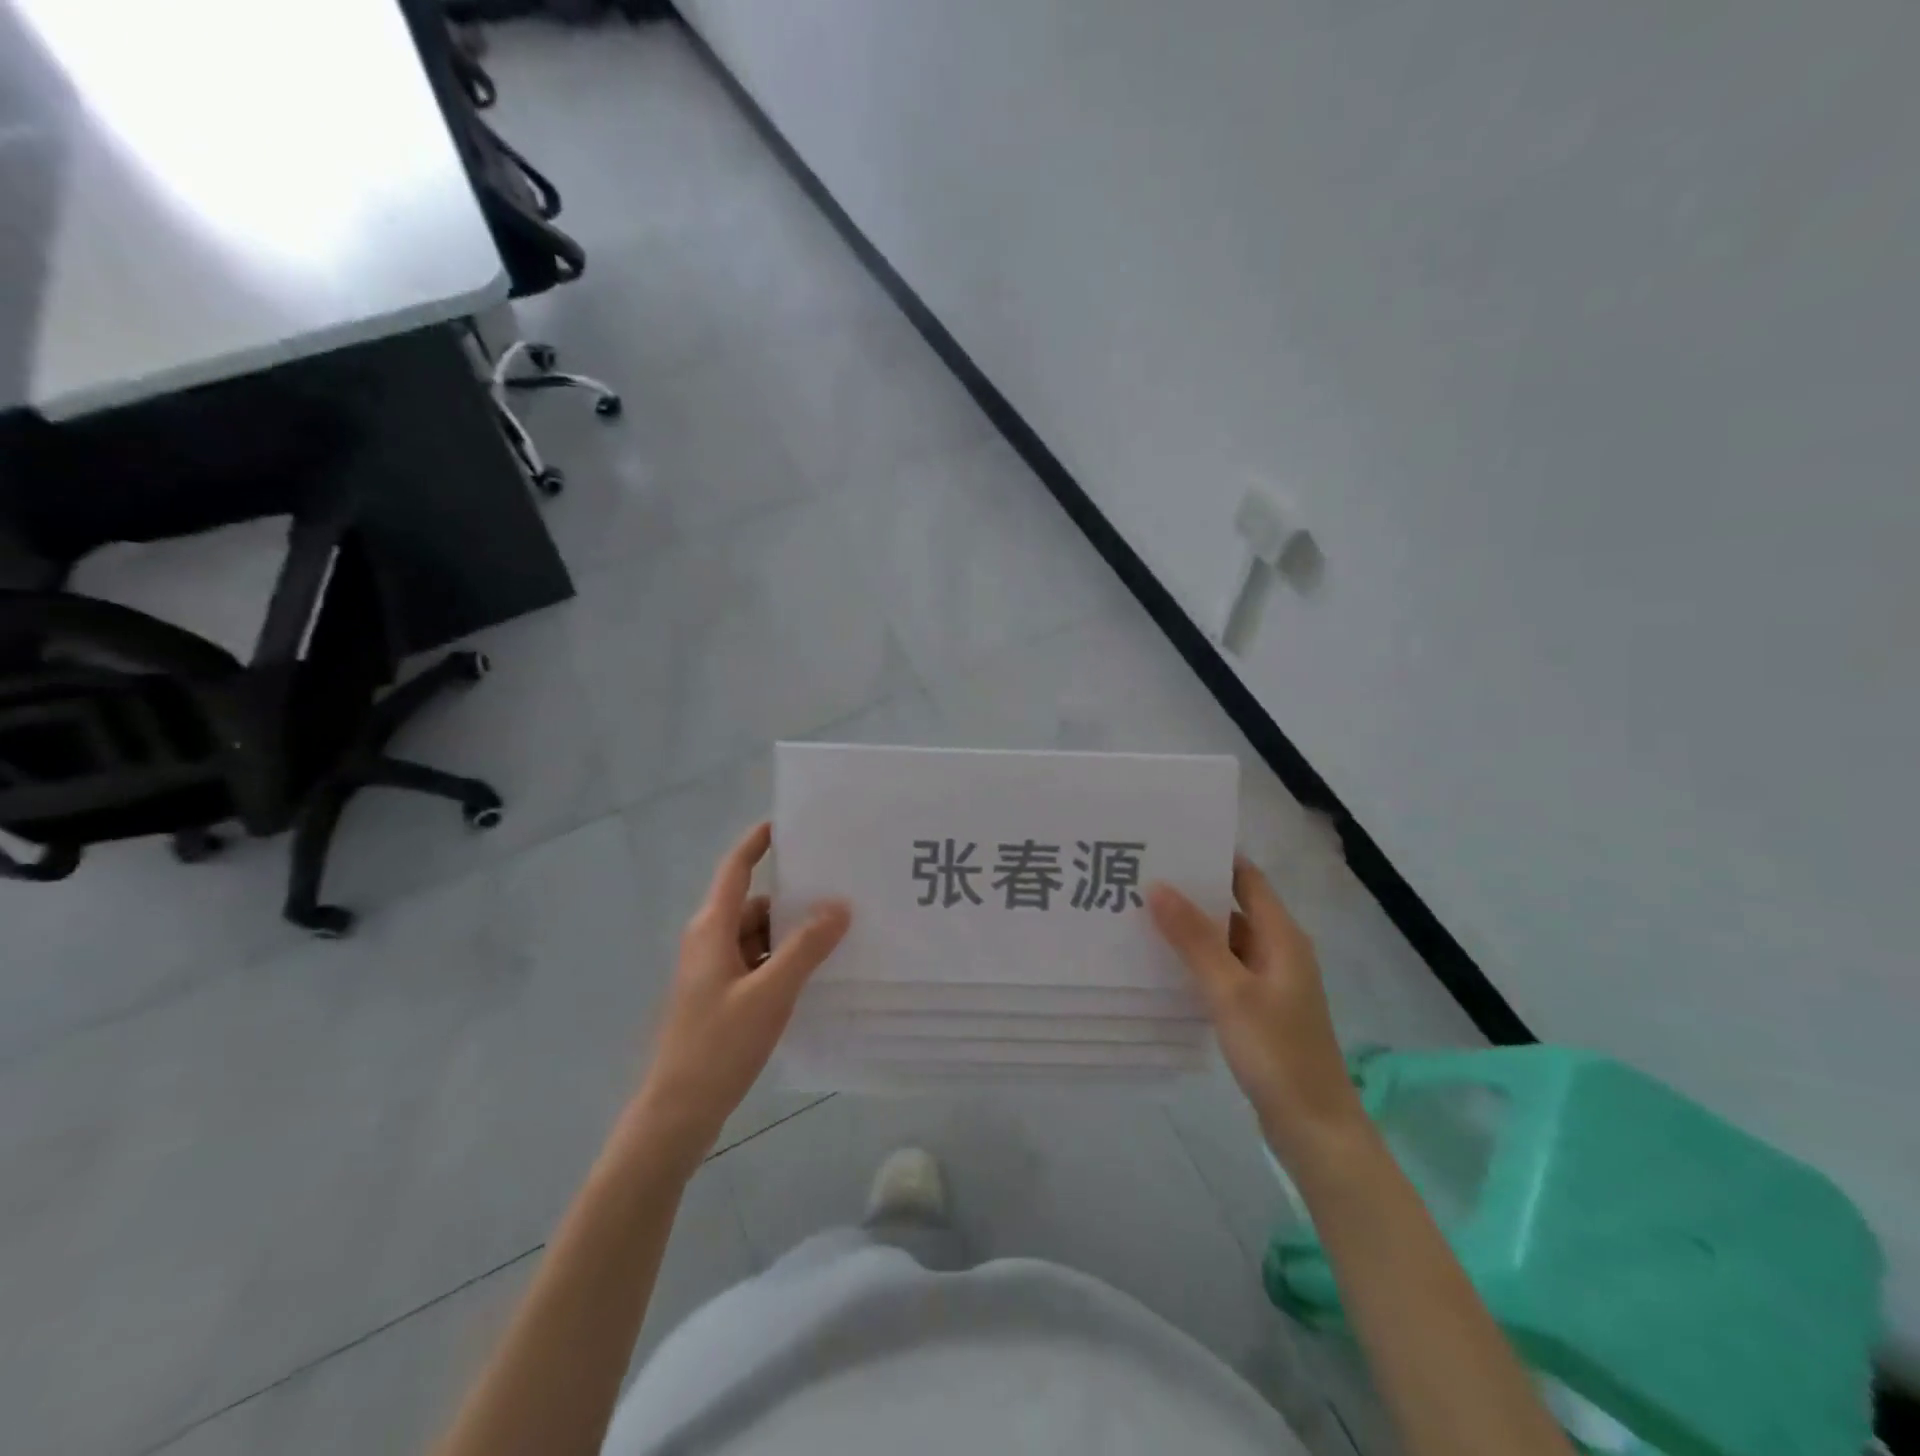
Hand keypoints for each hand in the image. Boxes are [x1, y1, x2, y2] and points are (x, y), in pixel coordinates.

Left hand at [633, 822, 849, 1168]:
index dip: (758, 842)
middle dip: (794, 900)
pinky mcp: (721, 996)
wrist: (678, 1112)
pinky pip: (757, 962)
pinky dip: (782, 961)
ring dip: (791, 935)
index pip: (736, 869)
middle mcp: (709, 941)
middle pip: (755, 904)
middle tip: (840, 894)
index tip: (788, 823)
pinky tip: (814, 974)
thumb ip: (805, 947)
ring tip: (837, 936)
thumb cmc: (719, 1045)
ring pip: (759, 936)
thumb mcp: (770, 993)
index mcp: (711, 928)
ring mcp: (713, 971)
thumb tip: (839, 905)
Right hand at [1148, 857, 1366, 1168]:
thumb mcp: (1229, 991)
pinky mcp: (1259, 1007)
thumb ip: (1194, 938)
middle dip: (1192, 891)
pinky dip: (1197, 959)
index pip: (1246, 878)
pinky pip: (1224, 968)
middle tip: (1141, 876)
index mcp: (1282, 936)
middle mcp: (1278, 950)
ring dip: (1191, 927)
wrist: (1314, 1128)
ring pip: (1225, 939)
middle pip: (1233, 906)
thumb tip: (1158, 886)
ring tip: (1141, 912)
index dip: (1212, 857)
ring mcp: (1269, 980)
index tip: (1167, 844)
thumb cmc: (1276, 1052)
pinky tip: (1162, 961)